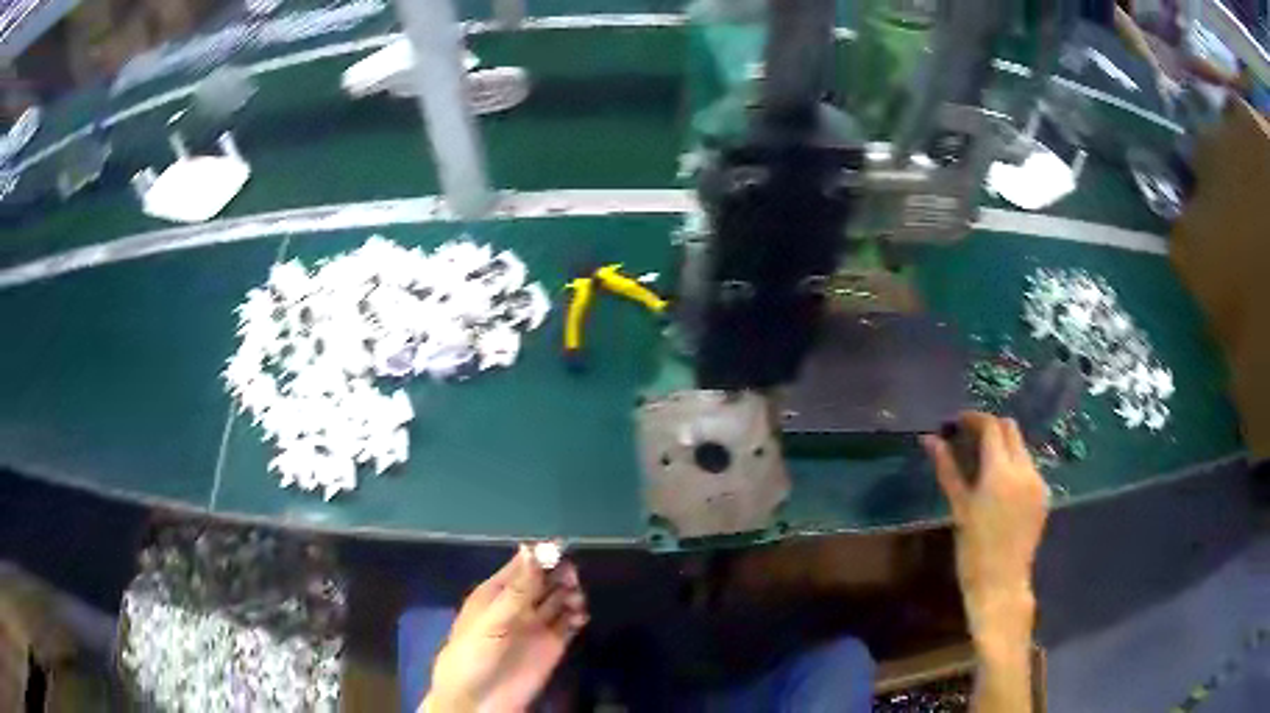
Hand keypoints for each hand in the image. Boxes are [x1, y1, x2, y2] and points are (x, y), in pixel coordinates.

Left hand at [424, 547, 588, 712]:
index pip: (522, 566)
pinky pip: (570, 623)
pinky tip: (580, 617)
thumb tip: (532, 550)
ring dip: (571, 593)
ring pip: (560, 598)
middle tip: (570, 577)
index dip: (540, 556)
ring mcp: (536, 625)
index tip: (560, 546)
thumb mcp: (491, 622)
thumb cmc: (473, 655)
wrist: (478, 701)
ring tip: (575, 601)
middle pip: (545, 580)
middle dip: (559, 573)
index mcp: (496, 594)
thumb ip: (516, 591)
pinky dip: (579, 616)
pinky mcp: (553, 646)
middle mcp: (518, 605)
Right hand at [921, 413, 1048, 639]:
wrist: (1001, 583)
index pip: (992, 427)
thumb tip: (930, 439)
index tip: (956, 423)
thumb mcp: (959, 508)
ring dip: (1003, 446)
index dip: (974, 418)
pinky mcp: (1044, 495)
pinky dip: (1014, 465)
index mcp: (1001, 471)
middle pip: (1011, 429)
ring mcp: (1038, 481)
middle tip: (968, 439)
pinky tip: (1000, 485)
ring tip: (982, 463)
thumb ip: (948, 469)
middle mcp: (1025, 469)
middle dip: (990, 428)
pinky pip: (1029, 467)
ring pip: (1022, 447)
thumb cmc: (973, 550)